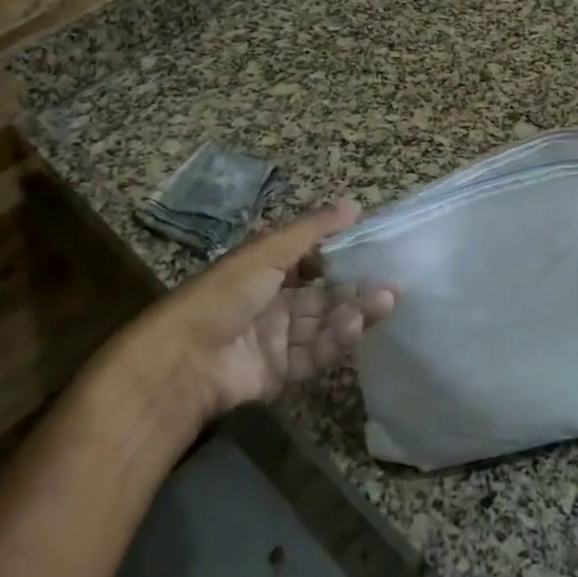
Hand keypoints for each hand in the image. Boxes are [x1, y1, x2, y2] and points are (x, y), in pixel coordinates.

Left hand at [106, 202, 395, 444]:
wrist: (183, 361)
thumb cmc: (224, 294)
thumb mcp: (267, 251)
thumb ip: (313, 230)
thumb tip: (355, 203)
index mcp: (264, 271)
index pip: (311, 261)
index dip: (342, 256)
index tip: (376, 249)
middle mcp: (272, 303)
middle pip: (323, 296)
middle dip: (357, 289)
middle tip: (394, 283)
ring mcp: (277, 340)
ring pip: (324, 324)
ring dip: (354, 312)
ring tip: (386, 302)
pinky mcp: (280, 373)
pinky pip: (314, 354)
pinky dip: (336, 340)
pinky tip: (355, 326)